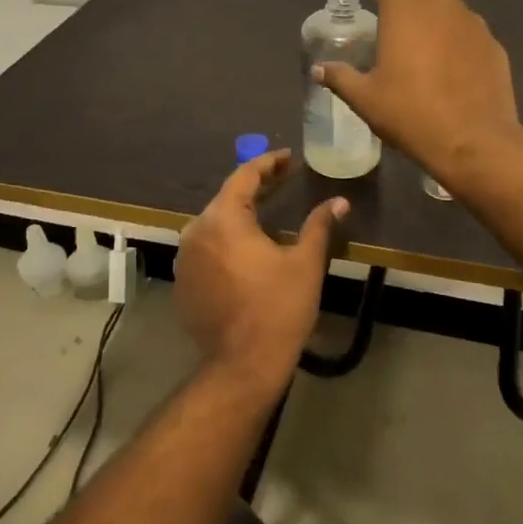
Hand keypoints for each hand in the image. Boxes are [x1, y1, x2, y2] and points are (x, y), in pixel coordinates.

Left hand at [174, 151, 347, 399]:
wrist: (242, 365)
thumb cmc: (278, 309)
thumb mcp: (305, 263)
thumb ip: (319, 225)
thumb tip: (339, 202)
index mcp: (223, 220)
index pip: (244, 176)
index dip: (268, 164)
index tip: (288, 158)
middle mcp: (196, 231)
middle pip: (226, 199)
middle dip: (254, 188)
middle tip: (282, 182)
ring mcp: (185, 258)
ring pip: (214, 224)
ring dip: (238, 215)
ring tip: (266, 213)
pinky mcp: (182, 282)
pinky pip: (205, 249)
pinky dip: (225, 242)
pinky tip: (245, 251)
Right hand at [313, 0, 522, 186]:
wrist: (474, 141)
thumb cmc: (411, 114)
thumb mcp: (366, 99)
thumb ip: (341, 77)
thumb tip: (319, 69)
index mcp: (405, 11)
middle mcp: (440, 6)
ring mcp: (472, 24)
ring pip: (447, 2)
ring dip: (430, 5)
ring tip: (417, 21)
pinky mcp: (492, 45)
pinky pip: (467, 26)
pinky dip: (452, 28)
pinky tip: (448, 49)